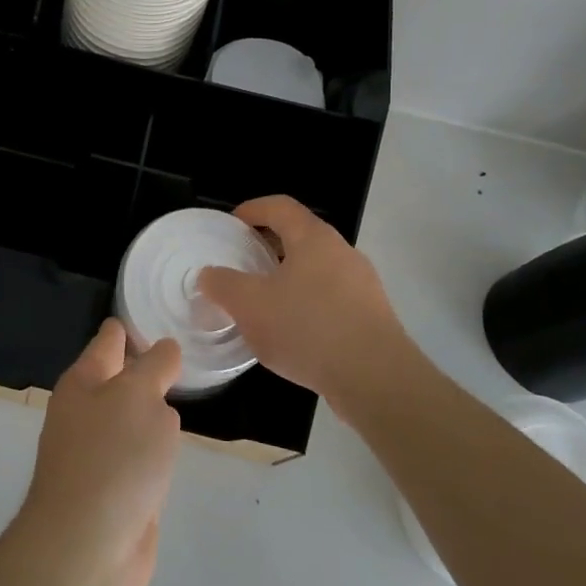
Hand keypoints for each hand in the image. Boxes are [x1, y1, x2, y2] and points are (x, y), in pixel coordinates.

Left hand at [10, 320, 182, 585]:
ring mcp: (100, 453)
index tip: (166, 316)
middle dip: (148, 367)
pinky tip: (174, 447)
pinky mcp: (116, 489)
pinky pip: (140, 455)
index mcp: (85, 381)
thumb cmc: (112, 458)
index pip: (111, 339)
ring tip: (185, 392)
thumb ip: (156, 366)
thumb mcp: (140, 396)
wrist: (86, 548)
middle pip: (122, 377)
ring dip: (153, 410)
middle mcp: (88, 411)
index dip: (134, 326)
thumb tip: (165, 350)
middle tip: (188, 353)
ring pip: (133, 417)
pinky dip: (155, 449)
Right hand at [197, 195, 421, 418]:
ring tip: (264, 302)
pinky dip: (308, 304)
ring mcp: (362, 285)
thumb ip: (223, 285)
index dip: (253, 209)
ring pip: (317, 269)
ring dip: (289, 278)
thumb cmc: (308, 328)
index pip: (280, 206)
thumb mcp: (250, 306)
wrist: (376, 378)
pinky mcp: (372, 316)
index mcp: (313, 238)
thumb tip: (209, 274)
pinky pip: (332, 298)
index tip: (231, 224)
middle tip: (242, 263)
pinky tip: (294, 333)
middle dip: (269, 246)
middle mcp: (342, 252)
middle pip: (301, 236)